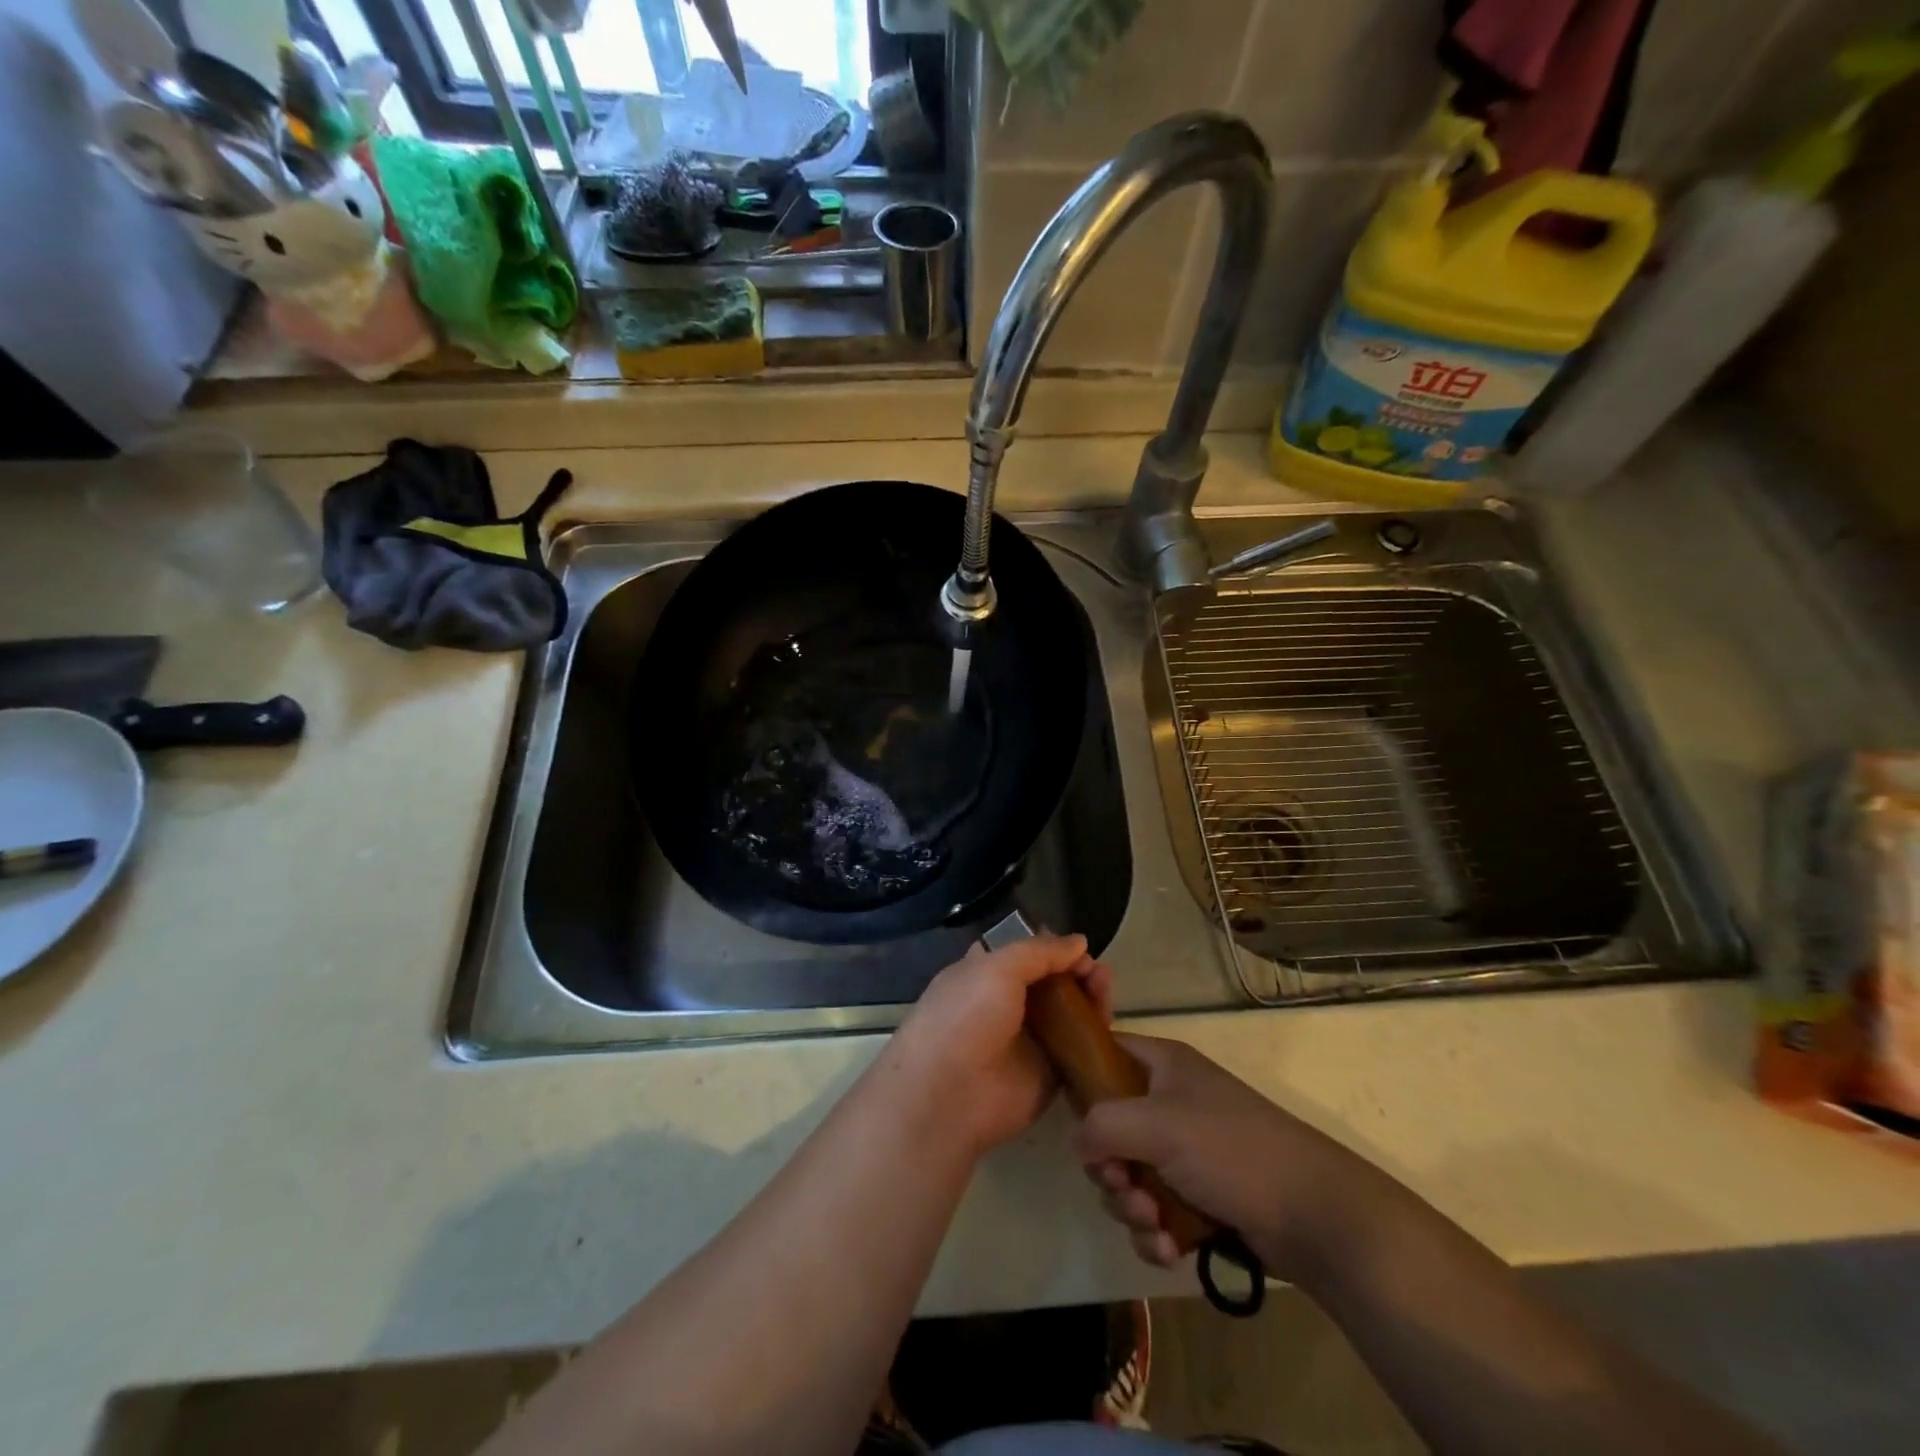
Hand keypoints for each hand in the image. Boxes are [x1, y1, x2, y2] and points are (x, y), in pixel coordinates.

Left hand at [885, 934, 1112, 1157]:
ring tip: (1106, 986)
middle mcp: (1006, 1006)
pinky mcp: (1048, 1074)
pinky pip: (1077, 1050)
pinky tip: (1108, 1021)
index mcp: (984, 975)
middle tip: (1099, 972)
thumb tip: (1079, 942)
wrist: (950, 1094)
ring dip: (1090, 997)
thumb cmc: (966, 1017)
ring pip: (1068, 1014)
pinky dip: (1095, 1035)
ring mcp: (1028, 1041)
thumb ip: (1039, 952)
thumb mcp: (997, 968)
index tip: (1078, 948)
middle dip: (1076, 972)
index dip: (1051, 948)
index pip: (1024, 956)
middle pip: (1051, 983)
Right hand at [1072, 1034, 1371, 1283]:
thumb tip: (1077, 1143)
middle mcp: (1169, 1102)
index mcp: (1163, 1065)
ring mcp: (1185, 1153)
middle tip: (1123, 1186)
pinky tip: (1169, 1249)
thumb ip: (1101, 1125)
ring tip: (1154, 1225)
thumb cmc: (1231, 1150)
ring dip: (1131, 1208)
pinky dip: (1154, 1233)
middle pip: (1109, 1128)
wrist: (1314, 1215)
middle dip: (1110, 1168)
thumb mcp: (1156, 1125)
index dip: (1083, 1078)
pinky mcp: (1199, 1199)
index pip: (1106, 1052)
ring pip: (1129, 1178)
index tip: (1073, 1116)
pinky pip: (1154, 1213)